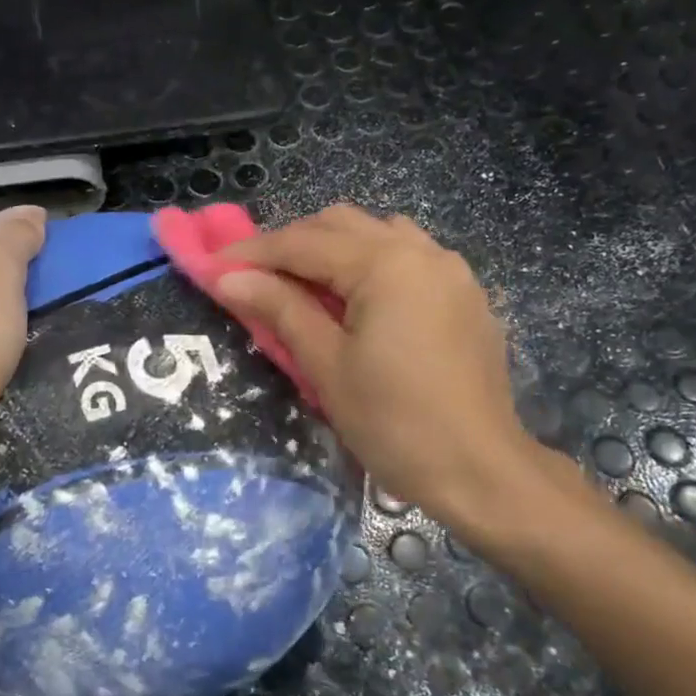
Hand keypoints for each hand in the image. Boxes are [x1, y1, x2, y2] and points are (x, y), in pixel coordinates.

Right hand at [218, 206, 572, 547]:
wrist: (481, 470)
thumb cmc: (395, 423)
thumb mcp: (327, 366)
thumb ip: (280, 309)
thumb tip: (228, 277)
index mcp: (386, 264)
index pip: (304, 242)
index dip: (254, 251)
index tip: (213, 265)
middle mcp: (422, 252)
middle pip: (341, 224)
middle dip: (292, 243)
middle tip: (255, 277)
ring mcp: (450, 270)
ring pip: (378, 233)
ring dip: (333, 247)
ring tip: (304, 284)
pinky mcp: (465, 294)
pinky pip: (408, 256)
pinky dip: (371, 262)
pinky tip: (357, 298)